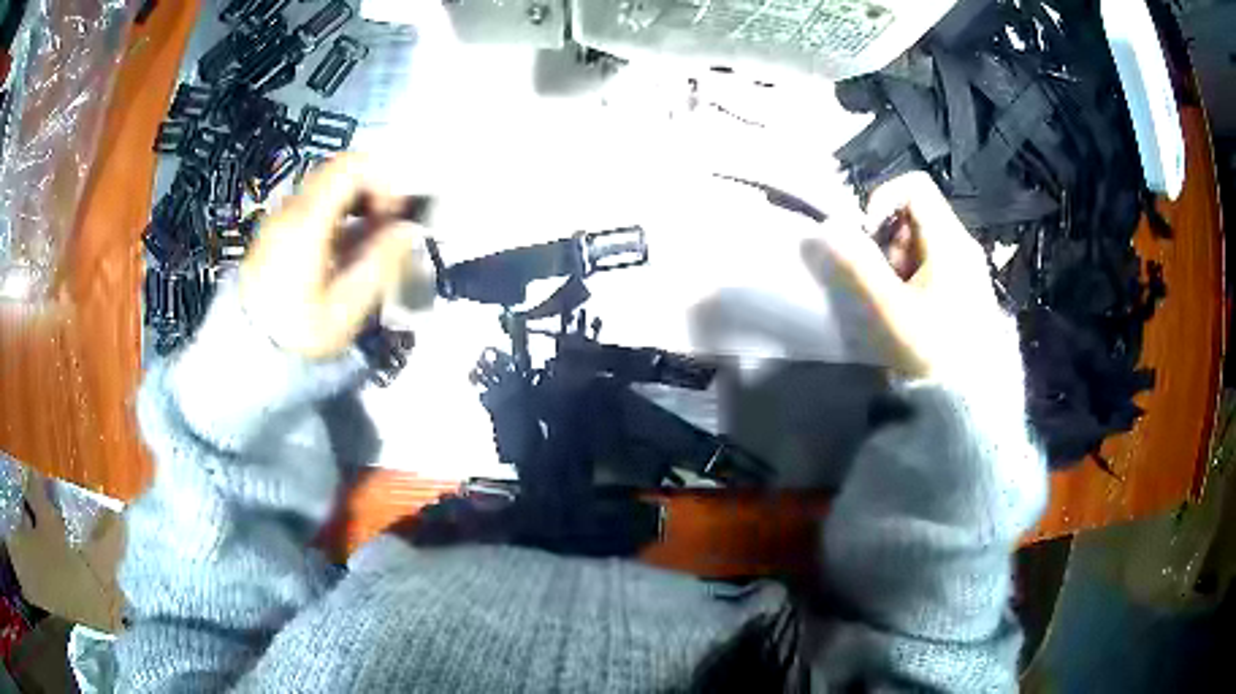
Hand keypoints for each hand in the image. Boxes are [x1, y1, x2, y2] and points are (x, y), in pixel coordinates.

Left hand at [240, 155, 429, 359]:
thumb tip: (408, 229)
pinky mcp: (273, 236)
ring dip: (353, 205)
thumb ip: (380, 262)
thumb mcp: (345, 308)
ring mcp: (278, 222)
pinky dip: (335, 217)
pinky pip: (310, 209)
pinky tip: (340, 254)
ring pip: (324, 190)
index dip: (383, 180)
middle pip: (337, 172)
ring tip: (366, 243)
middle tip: (386, 227)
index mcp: (307, 223)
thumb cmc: (297, 335)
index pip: (350, 167)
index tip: (396, 213)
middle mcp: (289, 211)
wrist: (246, 355)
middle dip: (371, 192)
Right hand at [803, 172, 999, 378]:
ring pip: (925, 241)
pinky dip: (915, 277)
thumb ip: (856, 264)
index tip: (867, 237)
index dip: (883, 200)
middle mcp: (964, 245)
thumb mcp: (889, 308)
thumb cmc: (932, 350)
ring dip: (900, 262)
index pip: (914, 187)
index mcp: (950, 240)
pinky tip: (913, 311)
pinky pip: (936, 264)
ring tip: (897, 301)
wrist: (973, 401)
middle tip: (883, 281)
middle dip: (889, 240)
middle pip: (918, 214)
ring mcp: (970, 268)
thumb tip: (826, 227)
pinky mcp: (970, 290)